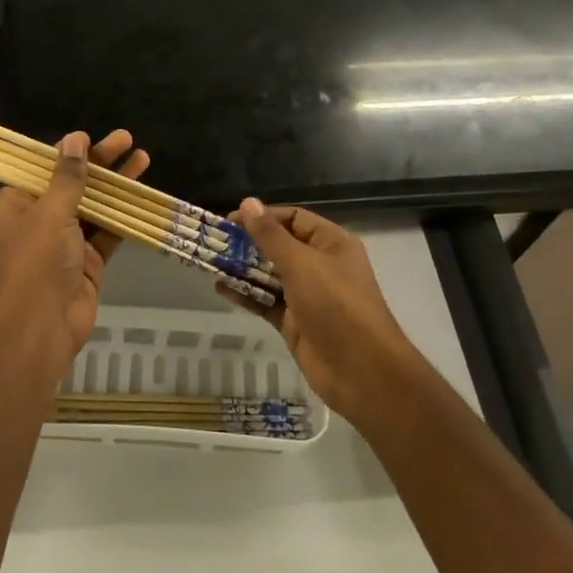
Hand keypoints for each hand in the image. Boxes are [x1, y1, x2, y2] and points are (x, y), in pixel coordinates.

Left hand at [0, 128, 150, 365]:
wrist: (43, 325)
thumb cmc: (38, 261)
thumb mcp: (51, 212)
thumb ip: (68, 176)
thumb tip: (75, 139)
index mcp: (15, 205)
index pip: (42, 169)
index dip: (68, 152)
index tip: (91, 137)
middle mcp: (37, 221)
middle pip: (72, 184)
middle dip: (99, 163)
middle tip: (127, 139)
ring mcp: (64, 243)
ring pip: (93, 206)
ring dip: (116, 186)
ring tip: (143, 159)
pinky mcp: (87, 261)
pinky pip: (106, 232)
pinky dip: (123, 216)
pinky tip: (142, 197)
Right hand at [218, 200, 429, 433]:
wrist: (361, 370)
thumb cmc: (336, 305)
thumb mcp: (301, 264)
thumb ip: (270, 236)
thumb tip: (248, 202)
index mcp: (331, 244)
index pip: (293, 219)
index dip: (263, 217)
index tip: (230, 221)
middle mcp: (320, 266)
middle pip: (279, 247)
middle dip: (248, 243)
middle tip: (214, 242)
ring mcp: (307, 296)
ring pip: (269, 275)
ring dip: (242, 268)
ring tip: (211, 262)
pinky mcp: (294, 322)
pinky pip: (265, 302)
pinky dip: (245, 294)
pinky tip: (220, 288)